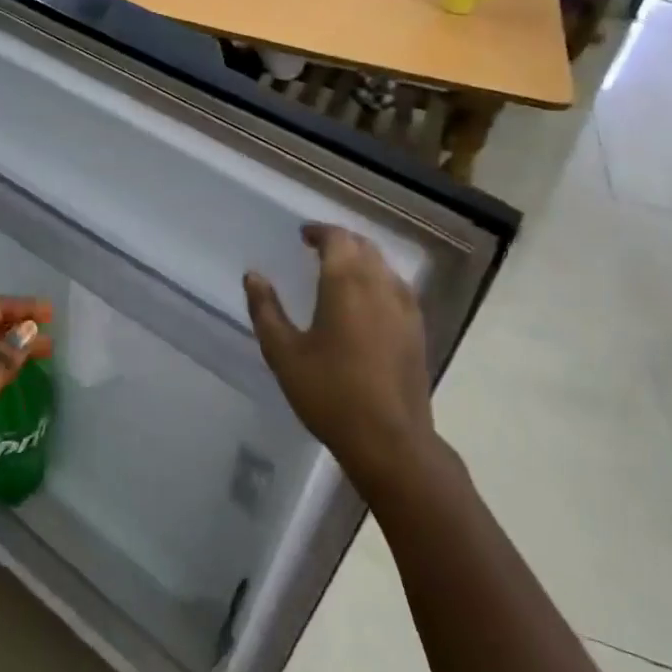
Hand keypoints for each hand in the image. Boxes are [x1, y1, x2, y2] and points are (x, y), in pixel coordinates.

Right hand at [244, 225, 444, 492]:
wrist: (390, 439)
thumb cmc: (329, 393)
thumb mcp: (283, 353)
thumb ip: (266, 310)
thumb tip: (253, 276)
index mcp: (346, 283)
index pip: (337, 238)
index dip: (319, 231)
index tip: (302, 235)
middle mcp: (380, 285)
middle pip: (363, 246)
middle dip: (340, 241)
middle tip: (317, 249)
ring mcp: (405, 307)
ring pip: (383, 265)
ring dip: (361, 258)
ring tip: (339, 270)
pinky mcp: (418, 329)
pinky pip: (397, 287)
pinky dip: (378, 280)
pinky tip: (367, 301)